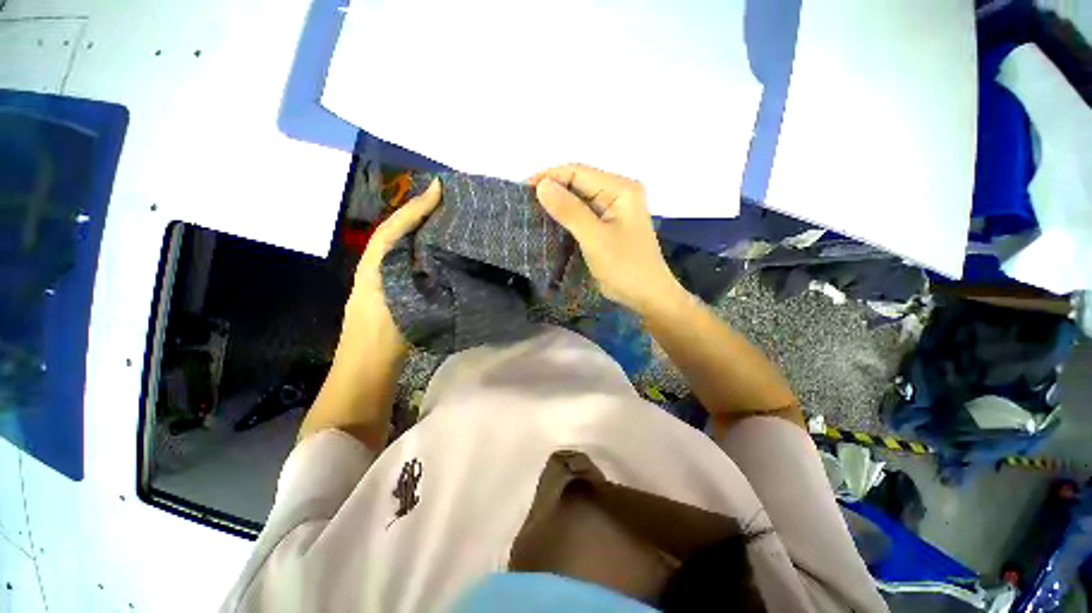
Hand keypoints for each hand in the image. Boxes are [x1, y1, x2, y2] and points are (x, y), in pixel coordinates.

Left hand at [342, 177, 441, 356]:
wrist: (367, 369)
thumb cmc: (380, 335)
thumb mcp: (395, 301)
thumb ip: (411, 282)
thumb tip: (436, 249)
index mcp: (375, 262)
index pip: (395, 225)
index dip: (416, 206)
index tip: (439, 189)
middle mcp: (379, 265)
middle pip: (400, 232)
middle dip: (420, 213)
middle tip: (449, 201)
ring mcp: (389, 280)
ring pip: (407, 248)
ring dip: (426, 231)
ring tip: (451, 220)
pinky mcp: (400, 293)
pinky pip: (414, 264)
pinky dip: (429, 253)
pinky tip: (446, 253)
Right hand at [530, 164, 681, 315]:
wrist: (648, 296)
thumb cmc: (625, 267)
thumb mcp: (595, 238)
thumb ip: (569, 211)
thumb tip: (541, 184)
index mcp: (620, 188)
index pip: (578, 172)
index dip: (549, 177)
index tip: (522, 191)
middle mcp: (618, 193)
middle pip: (579, 184)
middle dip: (552, 192)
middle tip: (524, 205)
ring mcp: (614, 210)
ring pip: (579, 200)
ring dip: (557, 206)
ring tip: (532, 214)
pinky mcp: (609, 226)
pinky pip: (583, 215)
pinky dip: (567, 219)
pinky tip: (550, 225)